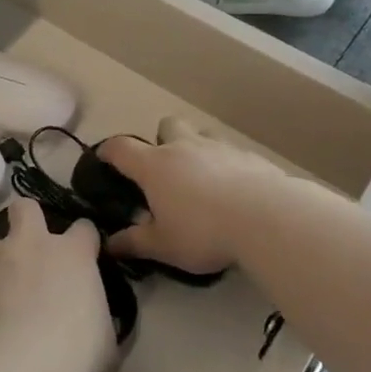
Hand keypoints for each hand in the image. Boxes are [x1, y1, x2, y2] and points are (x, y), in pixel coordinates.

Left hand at [0, 197, 114, 371]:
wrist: (16, 367)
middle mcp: (30, 246)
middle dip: (26, 219)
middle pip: (25, 208)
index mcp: (72, 254)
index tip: (84, 256)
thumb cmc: (75, 352)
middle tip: (29, 245)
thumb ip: (96, 319)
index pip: (84, 229)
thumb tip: (92, 323)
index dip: (84, 241)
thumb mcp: (105, 340)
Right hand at [97, 118, 286, 277]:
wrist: (266, 218)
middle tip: (166, 169)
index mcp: (154, 166)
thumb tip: (108, 244)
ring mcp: (219, 148)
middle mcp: (184, 147)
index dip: (109, 150)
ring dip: (197, 148)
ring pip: (202, 134)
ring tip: (202, 178)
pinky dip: (228, 165)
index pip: (121, 148)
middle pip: (167, 126)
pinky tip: (236, 190)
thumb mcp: (163, 245)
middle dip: (162, 139)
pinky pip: (232, 153)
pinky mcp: (250, 157)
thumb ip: (134, 243)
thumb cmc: (203, 231)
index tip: (104, 157)